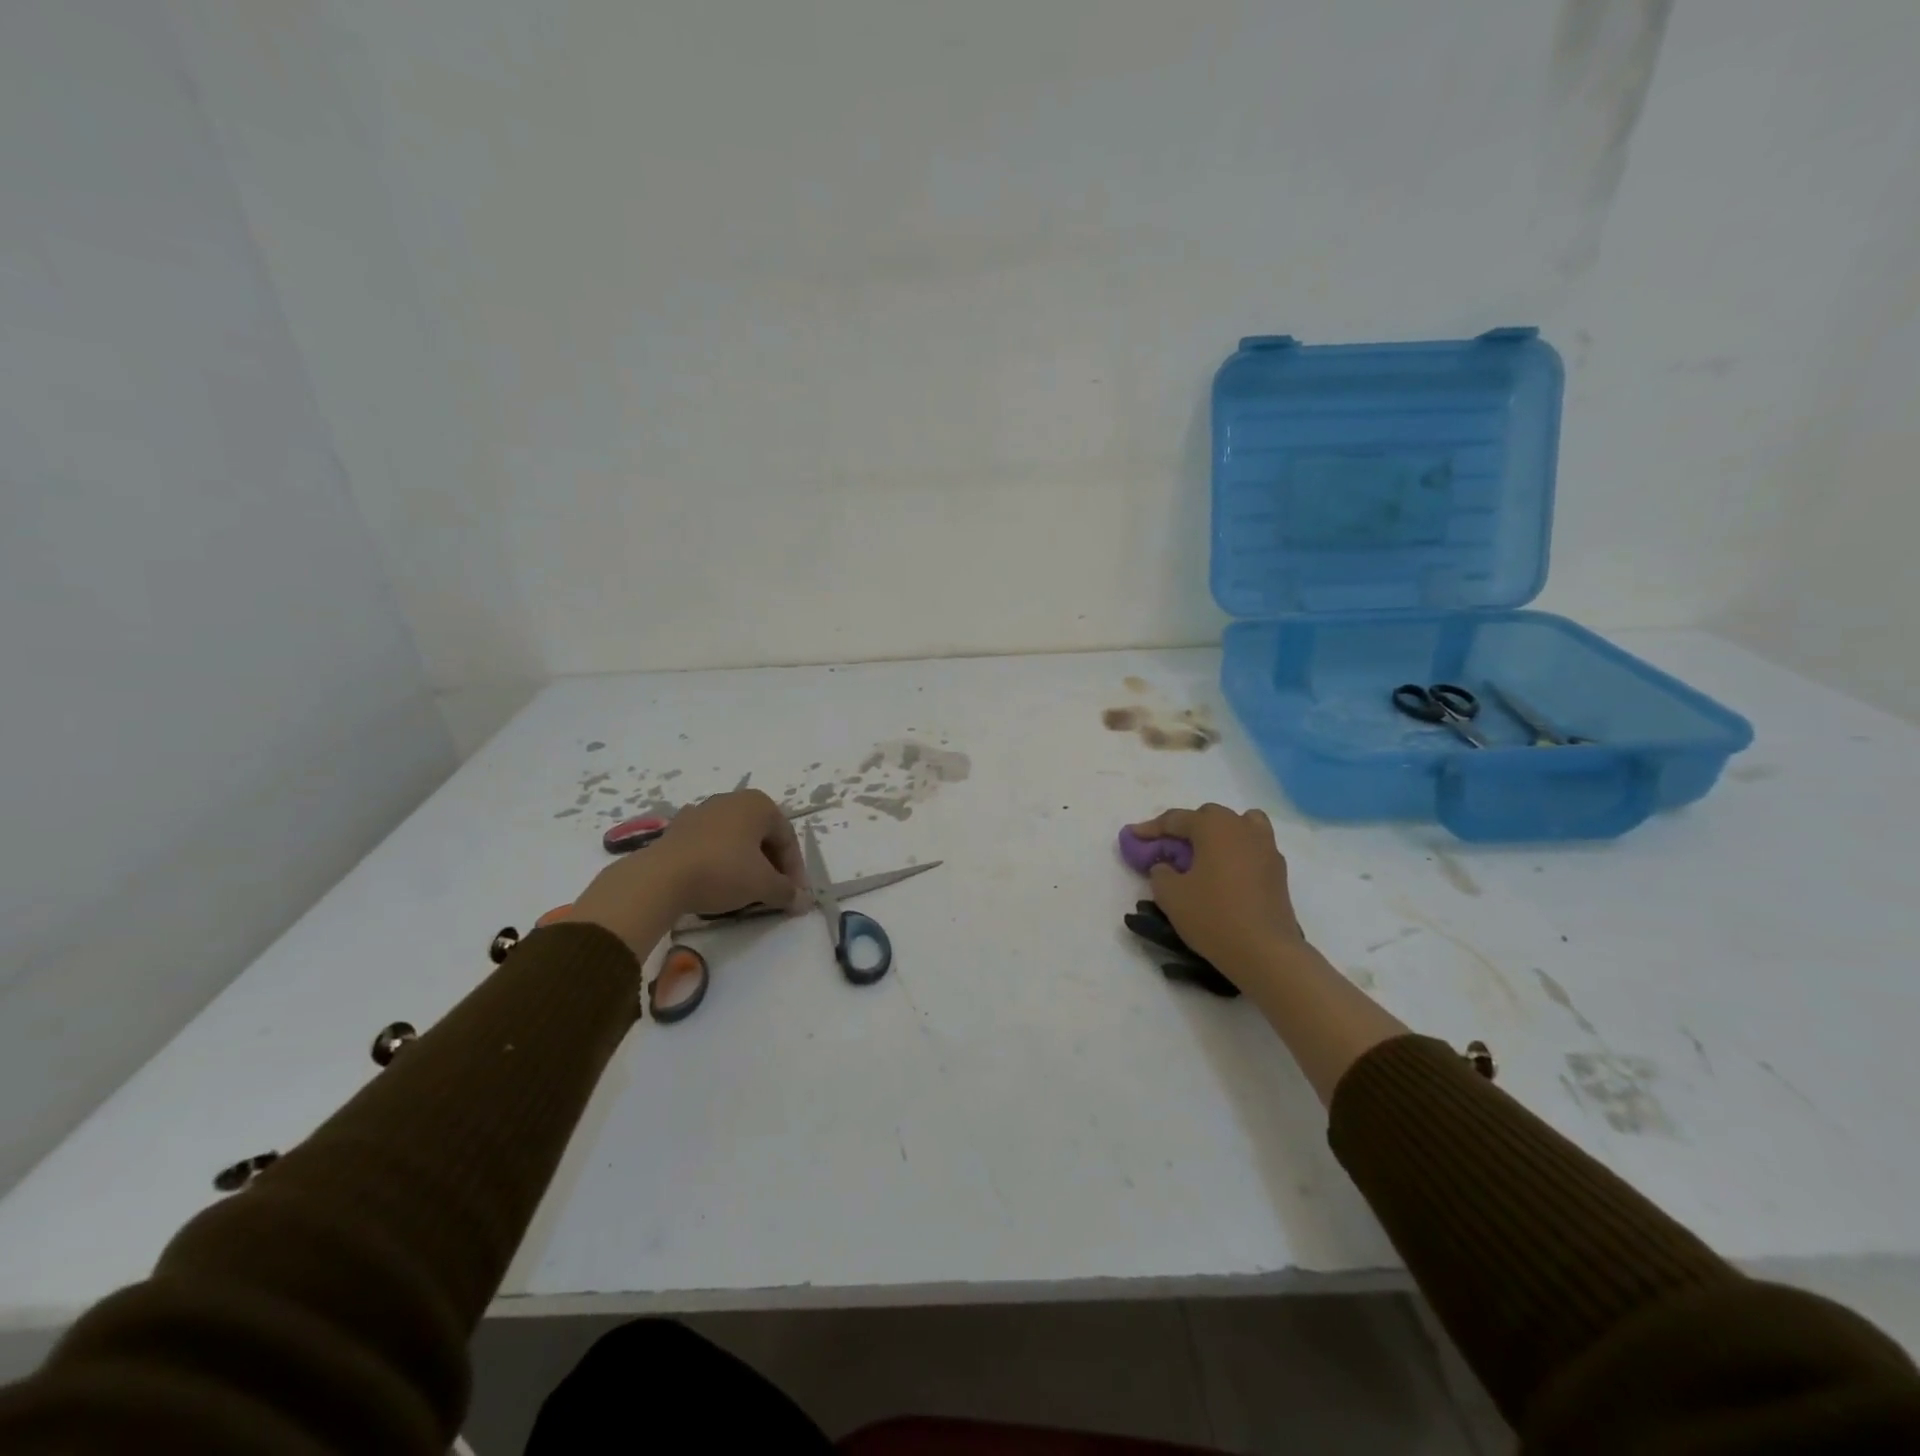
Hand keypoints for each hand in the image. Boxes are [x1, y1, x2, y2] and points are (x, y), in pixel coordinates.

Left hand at [571, 790, 804, 953]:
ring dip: (746, 863)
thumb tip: (803, 901)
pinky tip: (716, 881)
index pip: (787, 838)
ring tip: (746, 890)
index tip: (793, 895)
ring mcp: (702, 811)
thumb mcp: (763, 885)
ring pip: (736, 839)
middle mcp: (732, 800)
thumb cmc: (722, 872)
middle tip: (773, 892)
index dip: (794, 869)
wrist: (660, 878)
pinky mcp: (678, 828)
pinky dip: (720, 860)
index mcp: (758, 804)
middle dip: (772, 865)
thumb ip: (787, 891)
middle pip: (762, 835)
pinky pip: (711, 843)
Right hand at [1128, 804, 1307, 981]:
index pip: (1176, 819)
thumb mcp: (1170, 895)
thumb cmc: (1213, 916)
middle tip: (1169, 848)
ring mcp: (1266, 847)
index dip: (1151, 828)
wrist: (1265, 952)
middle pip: (1209, 816)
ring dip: (1219, 832)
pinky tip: (1226, 873)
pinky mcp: (1279, 870)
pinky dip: (1237, 851)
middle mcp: (1242, 828)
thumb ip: (1160, 872)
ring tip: (1205, 852)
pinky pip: (1253, 846)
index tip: (1133, 836)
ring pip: (1240, 824)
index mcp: (1214, 827)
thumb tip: (1166, 866)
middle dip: (1186, 827)